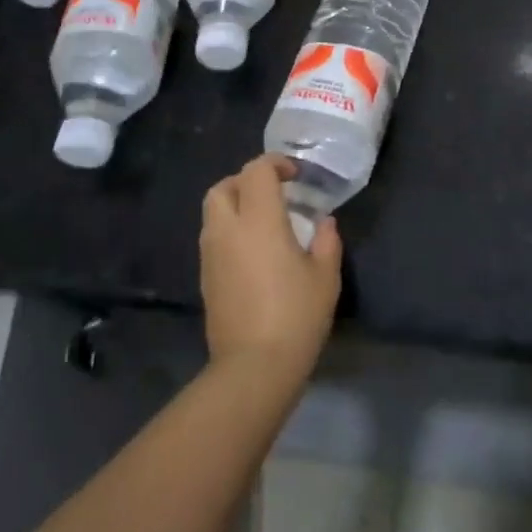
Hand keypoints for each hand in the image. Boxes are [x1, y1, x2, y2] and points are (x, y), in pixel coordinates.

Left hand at [200, 154, 342, 380]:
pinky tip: (254, 252)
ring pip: (213, 213)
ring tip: (264, 222)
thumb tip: (323, 222)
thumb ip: (326, 242)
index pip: (256, 172)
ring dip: (235, 206)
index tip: (295, 176)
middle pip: (222, 187)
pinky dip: (230, 231)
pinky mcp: (206, 278)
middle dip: (245, 181)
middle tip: (273, 194)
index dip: (275, 164)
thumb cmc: (296, 315)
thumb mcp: (325, 277)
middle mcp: (228, 230)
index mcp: (259, 221)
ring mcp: (211, 255)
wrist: (254, 367)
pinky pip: (213, 239)